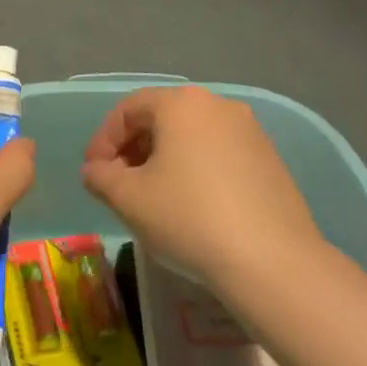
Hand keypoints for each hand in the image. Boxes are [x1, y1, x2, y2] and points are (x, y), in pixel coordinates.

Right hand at [81, 87, 323, 296]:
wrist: (272, 261)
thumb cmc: (189, 218)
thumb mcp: (129, 199)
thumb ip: (101, 177)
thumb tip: (96, 171)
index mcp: (181, 104)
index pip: (128, 109)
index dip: (103, 141)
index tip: (93, 175)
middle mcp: (217, 105)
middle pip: (161, 118)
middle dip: (133, 149)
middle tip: (119, 185)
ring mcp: (250, 131)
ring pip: (191, 136)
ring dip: (164, 160)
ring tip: (153, 197)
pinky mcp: (270, 159)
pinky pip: (219, 154)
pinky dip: (196, 170)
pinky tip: (192, 206)